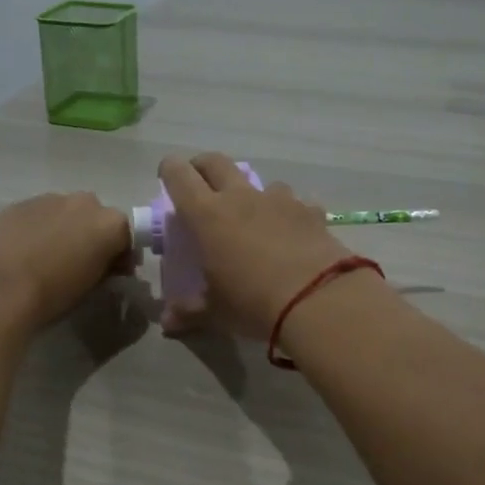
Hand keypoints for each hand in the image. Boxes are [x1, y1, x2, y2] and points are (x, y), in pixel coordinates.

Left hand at [0, 192, 133, 329]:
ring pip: (64, 213)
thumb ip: (103, 269)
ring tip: (46, 259)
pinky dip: (36, 229)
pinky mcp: (17, 203)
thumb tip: (102, 265)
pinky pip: (36, 215)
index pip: (127, 237)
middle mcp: (84, 203)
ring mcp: (48, 198)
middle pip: (96, 218)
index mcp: (110, 224)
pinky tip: (22, 252)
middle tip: (79, 265)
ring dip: (63, 230)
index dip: (121, 256)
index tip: (112, 274)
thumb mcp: (91, 288)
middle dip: (92, 237)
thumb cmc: (52, 294)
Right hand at [158, 153, 351, 337]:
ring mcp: (279, 200)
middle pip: (216, 162)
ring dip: (251, 192)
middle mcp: (241, 197)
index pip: (179, 176)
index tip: (167, 176)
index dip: (170, 170)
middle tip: (200, 183)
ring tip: (253, 216)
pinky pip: (296, 203)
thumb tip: (167, 322)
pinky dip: (290, 212)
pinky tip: (293, 232)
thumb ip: (189, 312)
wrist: (317, 299)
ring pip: (259, 181)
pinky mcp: (310, 211)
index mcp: (207, 215)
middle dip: (203, 166)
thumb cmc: (253, 303)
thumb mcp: (216, 312)